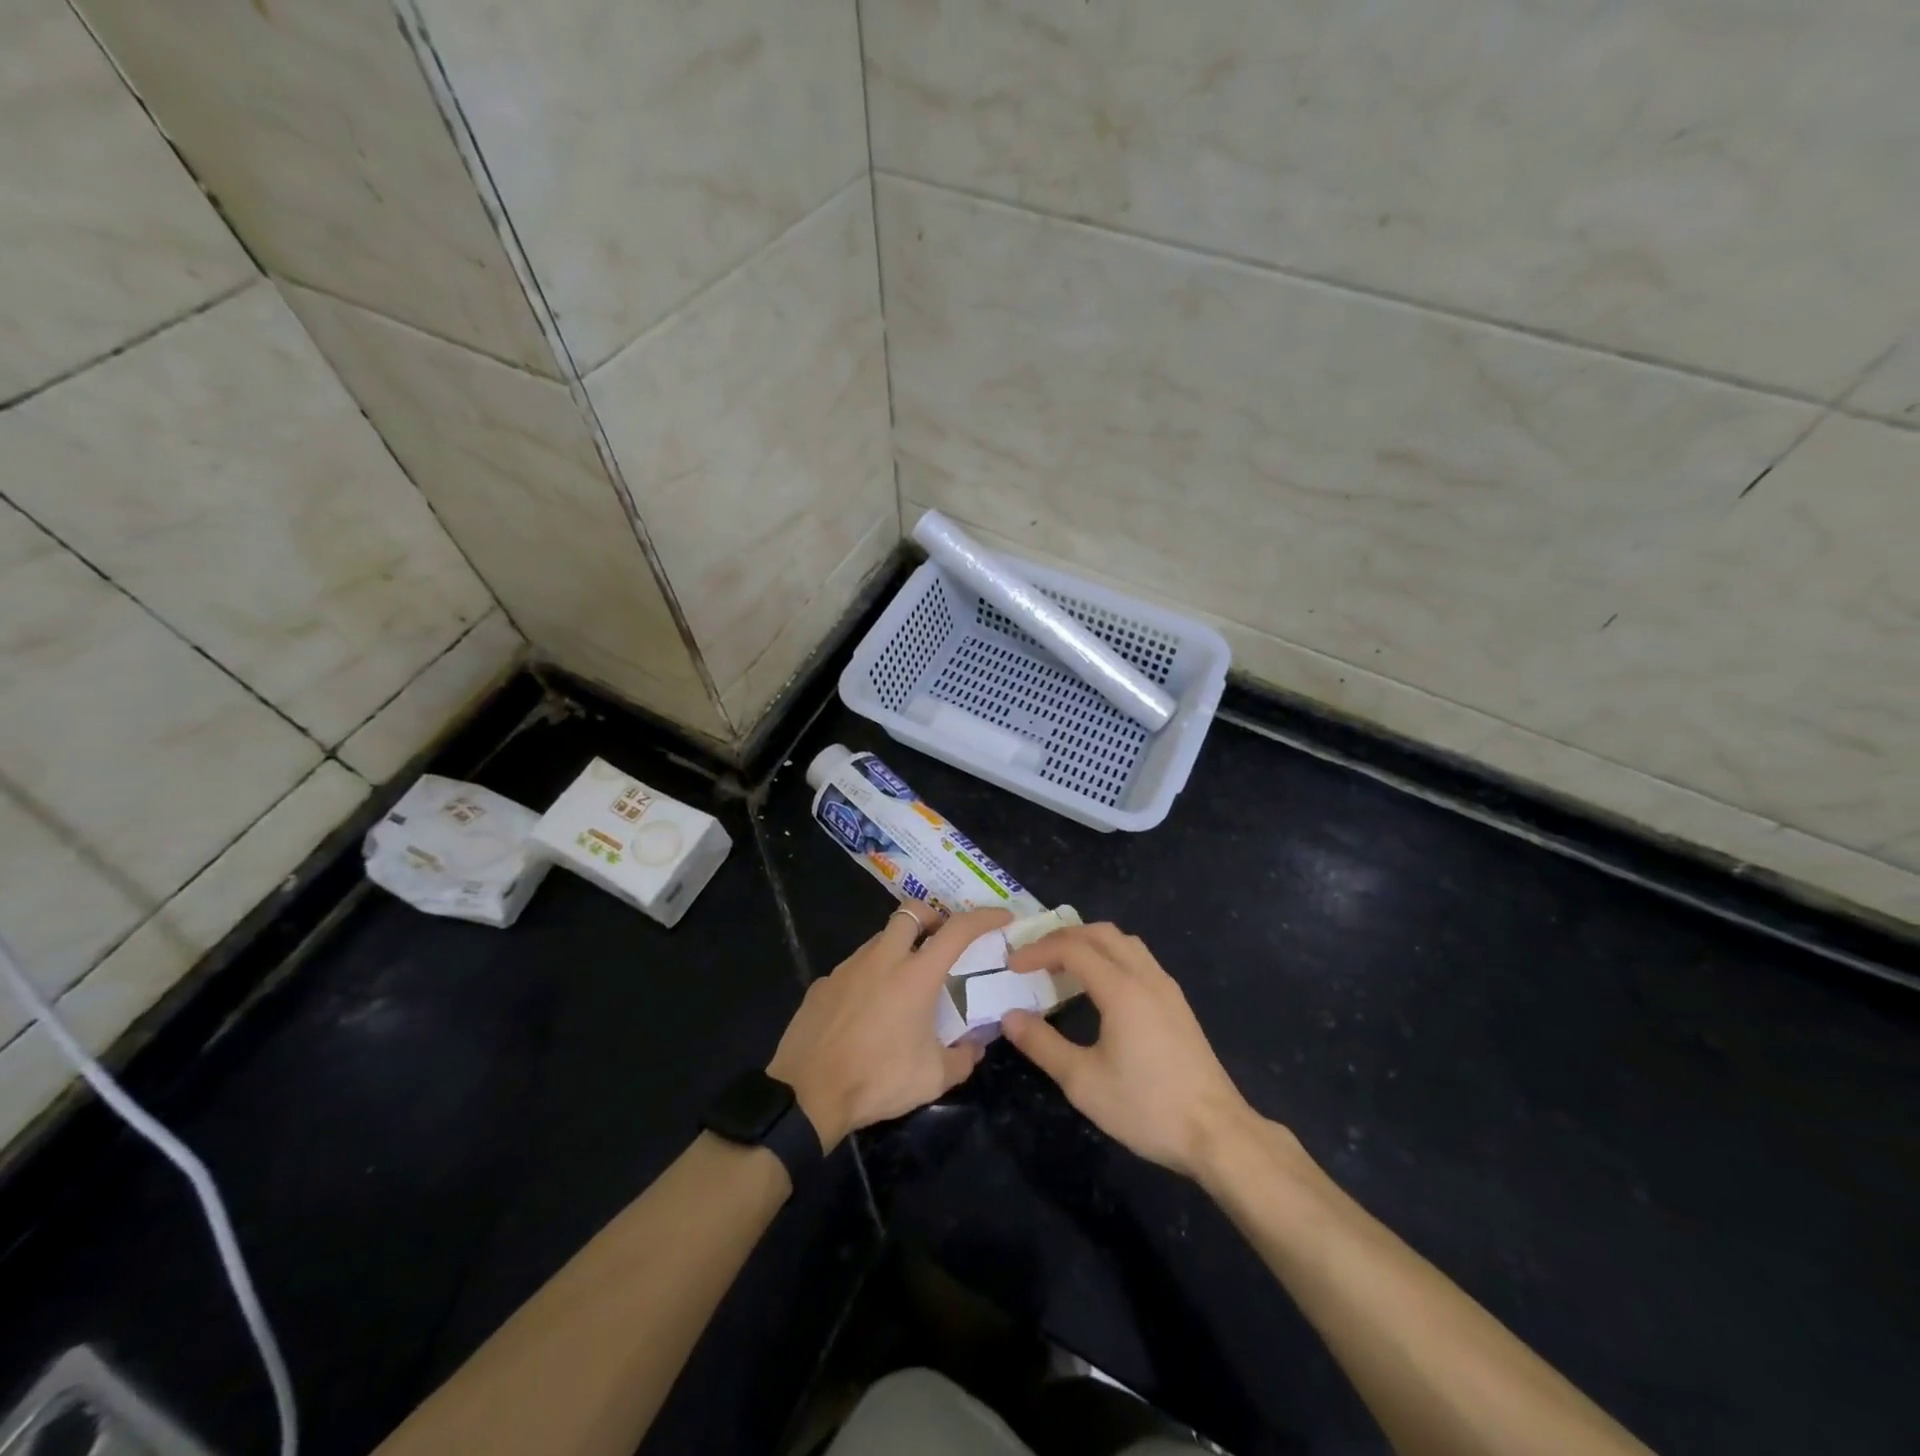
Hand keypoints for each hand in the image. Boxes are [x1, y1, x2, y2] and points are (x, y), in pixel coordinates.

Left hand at [768, 904, 1011, 1150]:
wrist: (807, 1094)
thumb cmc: (876, 1080)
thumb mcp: (932, 1078)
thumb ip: (962, 1058)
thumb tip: (975, 1047)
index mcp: (915, 976)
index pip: (957, 930)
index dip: (984, 917)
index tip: (1001, 917)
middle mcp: (882, 959)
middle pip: (910, 912)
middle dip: (932, 917)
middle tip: (941, 942)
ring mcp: (848, 968)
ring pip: (880, 938)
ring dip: (900, 947)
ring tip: (905, 982)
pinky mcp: (823, 983)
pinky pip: (854, 967)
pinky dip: (869, 975)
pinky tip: (868, 1009)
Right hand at [1002, 923, 1260, 1180]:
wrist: (1217, 1134)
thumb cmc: (1146, 1107)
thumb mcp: (1083, 1082)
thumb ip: (1042, 1044)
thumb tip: (1010, 1016)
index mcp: (1121, 989)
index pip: (1072, 948)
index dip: (1038, 951)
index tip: (1012, 966)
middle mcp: (1146, 977)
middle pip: (1101, 933)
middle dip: (1063, 937)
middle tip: (1035, 956)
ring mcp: (1167, 988)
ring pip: (1125, 943)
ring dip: (1090, 943)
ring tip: (1064, 965)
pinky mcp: (1178, 1004)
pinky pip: (1139, 959)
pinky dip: (1111, 956)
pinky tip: (1101, 986)